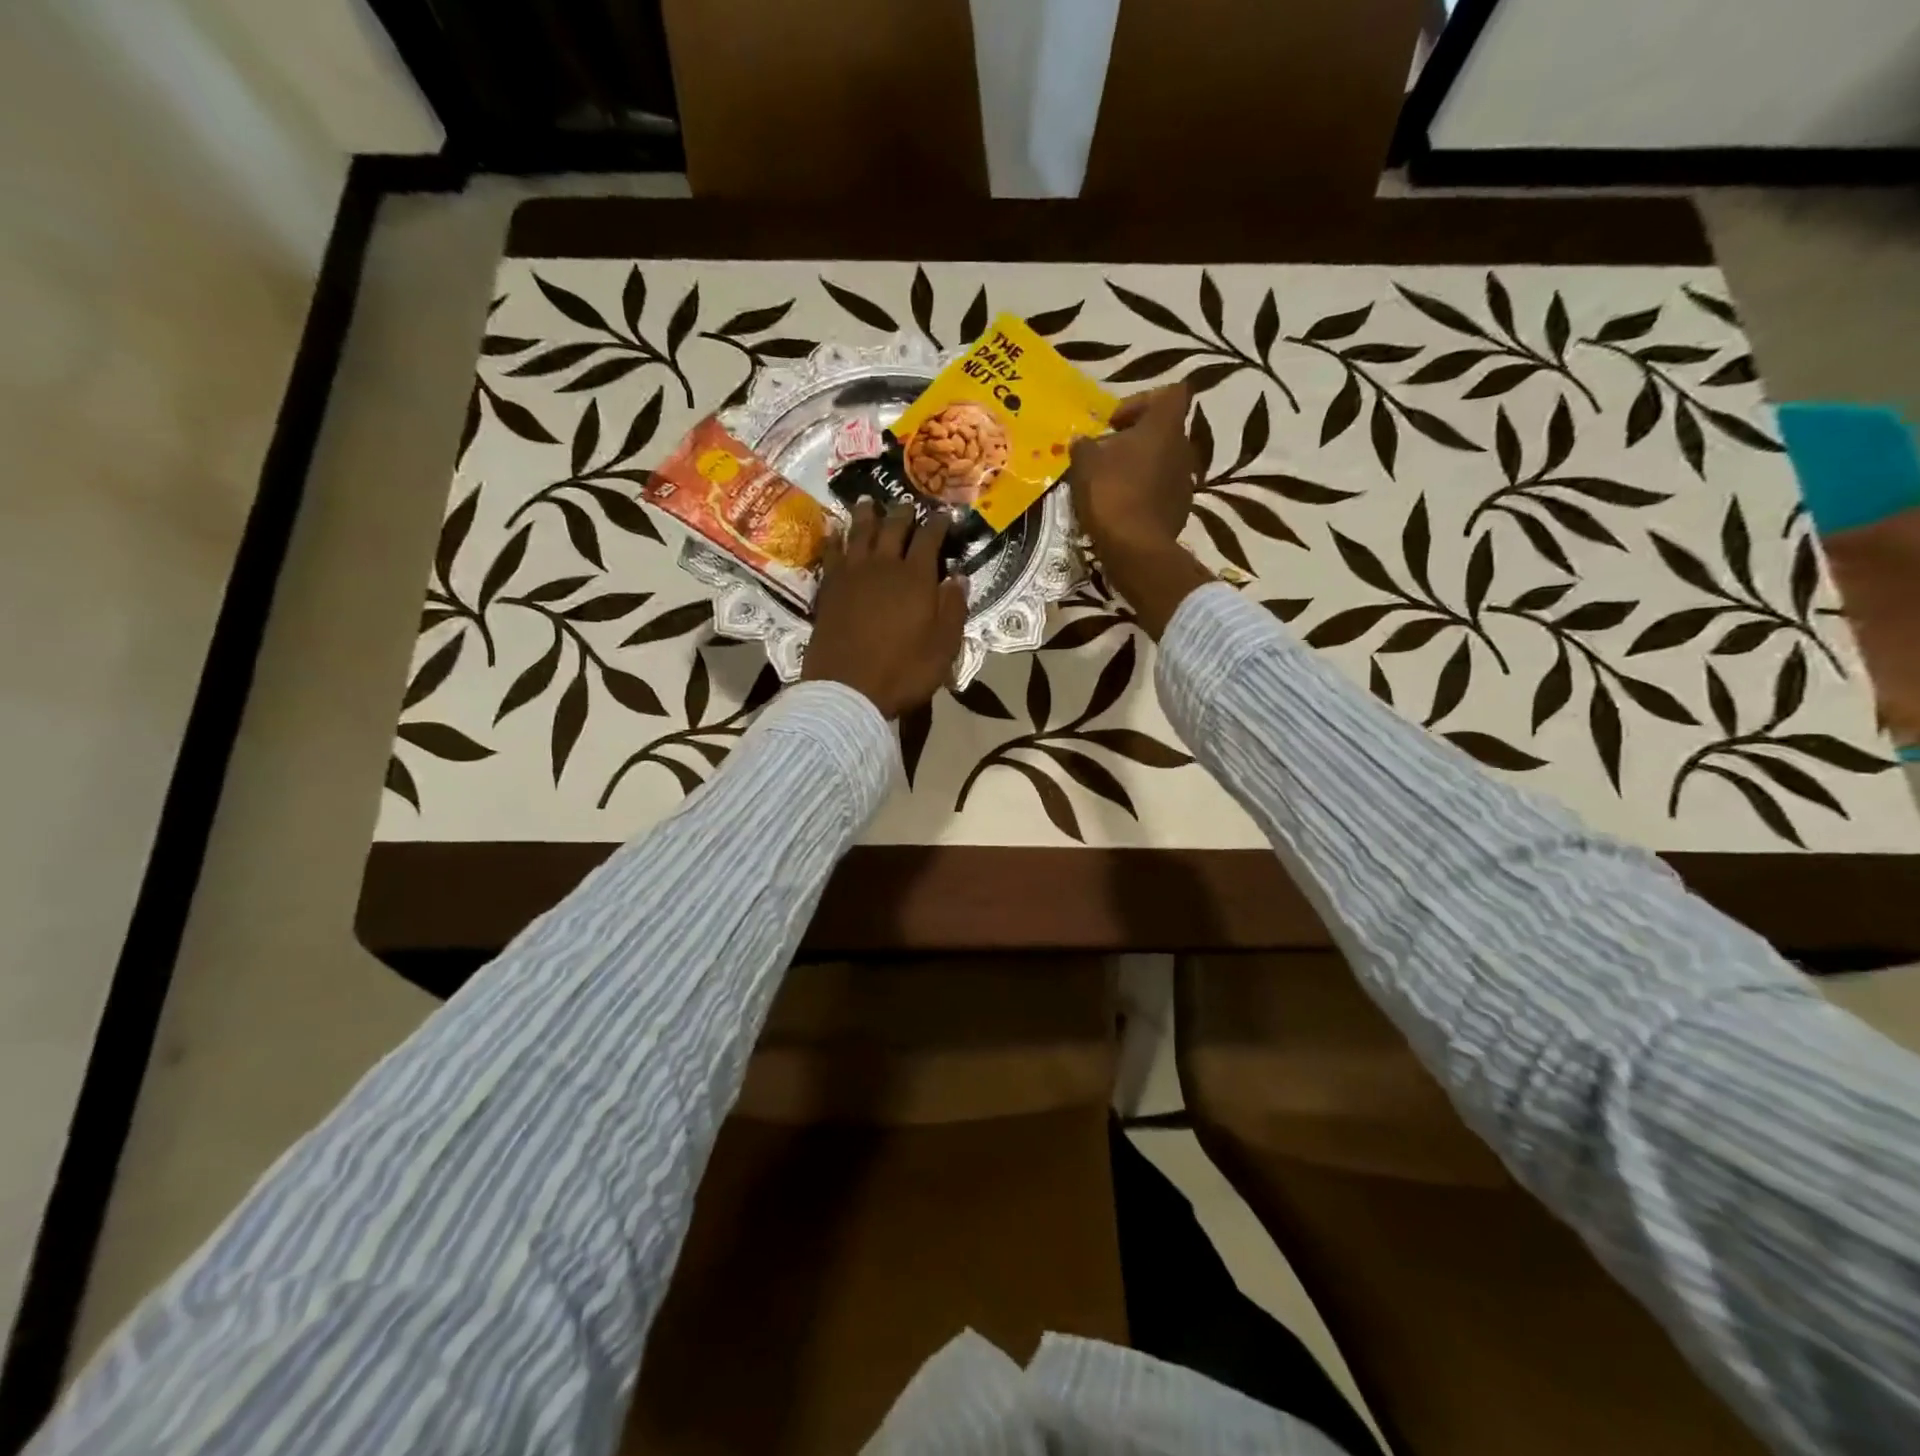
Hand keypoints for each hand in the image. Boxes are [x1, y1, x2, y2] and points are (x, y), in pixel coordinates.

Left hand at [803, 501, 968, 718]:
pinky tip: (837, 533)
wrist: (847, 689)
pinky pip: (832, 553)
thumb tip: (958, 577)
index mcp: (916, 578)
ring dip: (866, 515)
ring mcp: (852, 574)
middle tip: (907, 504)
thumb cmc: (903, 671)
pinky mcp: (828, 588)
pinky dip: (836, 538)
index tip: (944, 516)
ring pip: (859, 533)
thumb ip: (953, 608)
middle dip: (903, 513)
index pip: (929, 538)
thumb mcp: (943, 647)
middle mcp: (884, 566)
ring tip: (869, 503)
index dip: (938, 524)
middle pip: (893, 528)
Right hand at [1069, 384, 1215, 638]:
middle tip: (1106, 455)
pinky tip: (1122, 508)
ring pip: (1161, 461)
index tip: (1114, 422)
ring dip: (1139, 467)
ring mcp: (1185, 480)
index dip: (1140, 402)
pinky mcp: (1181, 508)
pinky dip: (1144, 493)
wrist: (1135, 549)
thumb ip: (1084, 446)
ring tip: (1111, 484)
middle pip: (1161, 430)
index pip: (1168, 394)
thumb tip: (1082, 441)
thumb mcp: (1085, 464)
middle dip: (1134, 439)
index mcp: (1164, 426)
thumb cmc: (1111, 494)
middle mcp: (1183, 447)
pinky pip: (1161, 490)